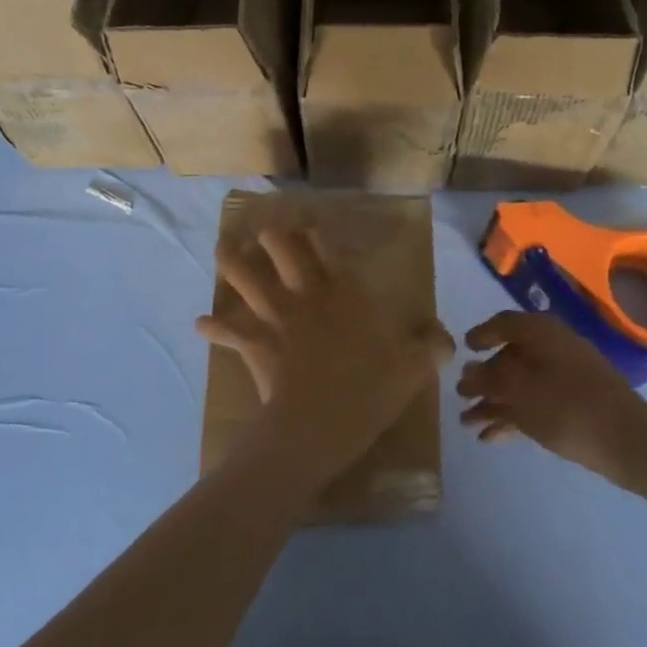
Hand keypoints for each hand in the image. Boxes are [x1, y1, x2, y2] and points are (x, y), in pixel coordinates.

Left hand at [198, 228, 453, 500]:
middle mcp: (306, 296)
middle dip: (273, 236)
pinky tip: (200, 324)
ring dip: (232, 263)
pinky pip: (228, 331)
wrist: (317, 426)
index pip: (328, 250)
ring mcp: (275, 318)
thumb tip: (446, 338)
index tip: (310, 221)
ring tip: (222, 249)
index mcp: (344, 294)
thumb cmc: (368, 391)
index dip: (317, 232)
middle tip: (264, 227)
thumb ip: (432, 347)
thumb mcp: (414, 369)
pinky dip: (214, 327)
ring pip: (247, 279)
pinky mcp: (253, 344)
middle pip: (282, 252)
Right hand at [458, 311, 646, 483]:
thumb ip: (489, 380)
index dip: (481, 334)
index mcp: (542, 333)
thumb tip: (469, 372)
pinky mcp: (575, 403)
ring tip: (467, 424)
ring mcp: (567, 376)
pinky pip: (535, 402)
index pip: (504, 323)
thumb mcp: (519, 392)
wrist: (629, 442)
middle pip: (510, 357)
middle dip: (483, 378)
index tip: (463, 349)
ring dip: (493, 402)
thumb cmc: (568, 407)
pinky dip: (513, 416)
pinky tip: (491, 438)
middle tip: (460, 395)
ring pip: (521, 384)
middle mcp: (554, 348)